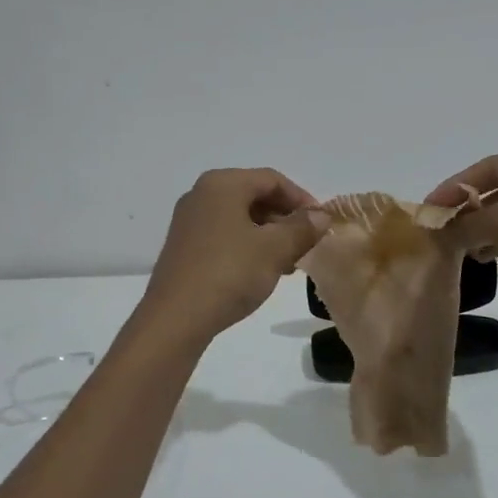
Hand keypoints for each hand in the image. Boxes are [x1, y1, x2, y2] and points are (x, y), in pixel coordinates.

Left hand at [136, 169, 324, 344]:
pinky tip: (262, 270)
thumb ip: (302, 228)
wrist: (176, 318)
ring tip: (289, 263)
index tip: (322, 223)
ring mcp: (190, 221)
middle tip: (308, 244)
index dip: (302, 198)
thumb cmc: (229, 273)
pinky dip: (248, 245)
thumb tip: (321, 216)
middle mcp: (202, 194)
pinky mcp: (184, 246)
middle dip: (285, 218)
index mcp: (222, 184)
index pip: (272, 179)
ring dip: (269, 235)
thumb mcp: (274, 250)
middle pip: (254, 195)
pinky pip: (225, 234)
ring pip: (240, 217)